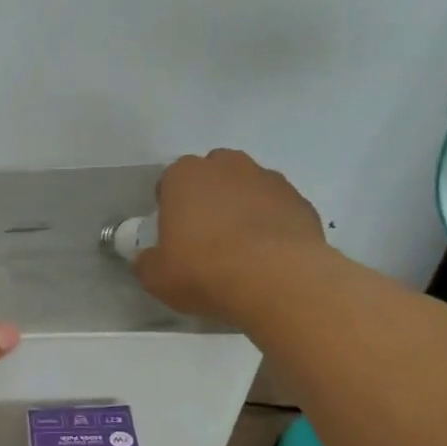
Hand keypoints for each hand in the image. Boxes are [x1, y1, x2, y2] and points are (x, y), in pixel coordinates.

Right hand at [133, 149, 327, 321]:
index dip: (170, 206)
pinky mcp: (300, 200)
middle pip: (213, 175)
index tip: (173, 234)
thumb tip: (146, 259)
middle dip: (208, 198)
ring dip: (242, 208)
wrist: (276, 279)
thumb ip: (146, 263)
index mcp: (185, 176)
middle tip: (206, 237)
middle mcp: (228, 166)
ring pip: (248, 188)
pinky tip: (267, 256)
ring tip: (241, 249)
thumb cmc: (204, 271)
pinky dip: (271, 224)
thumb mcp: (157, 278)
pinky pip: (277, 209)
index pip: (170, 181)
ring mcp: (269, 179)